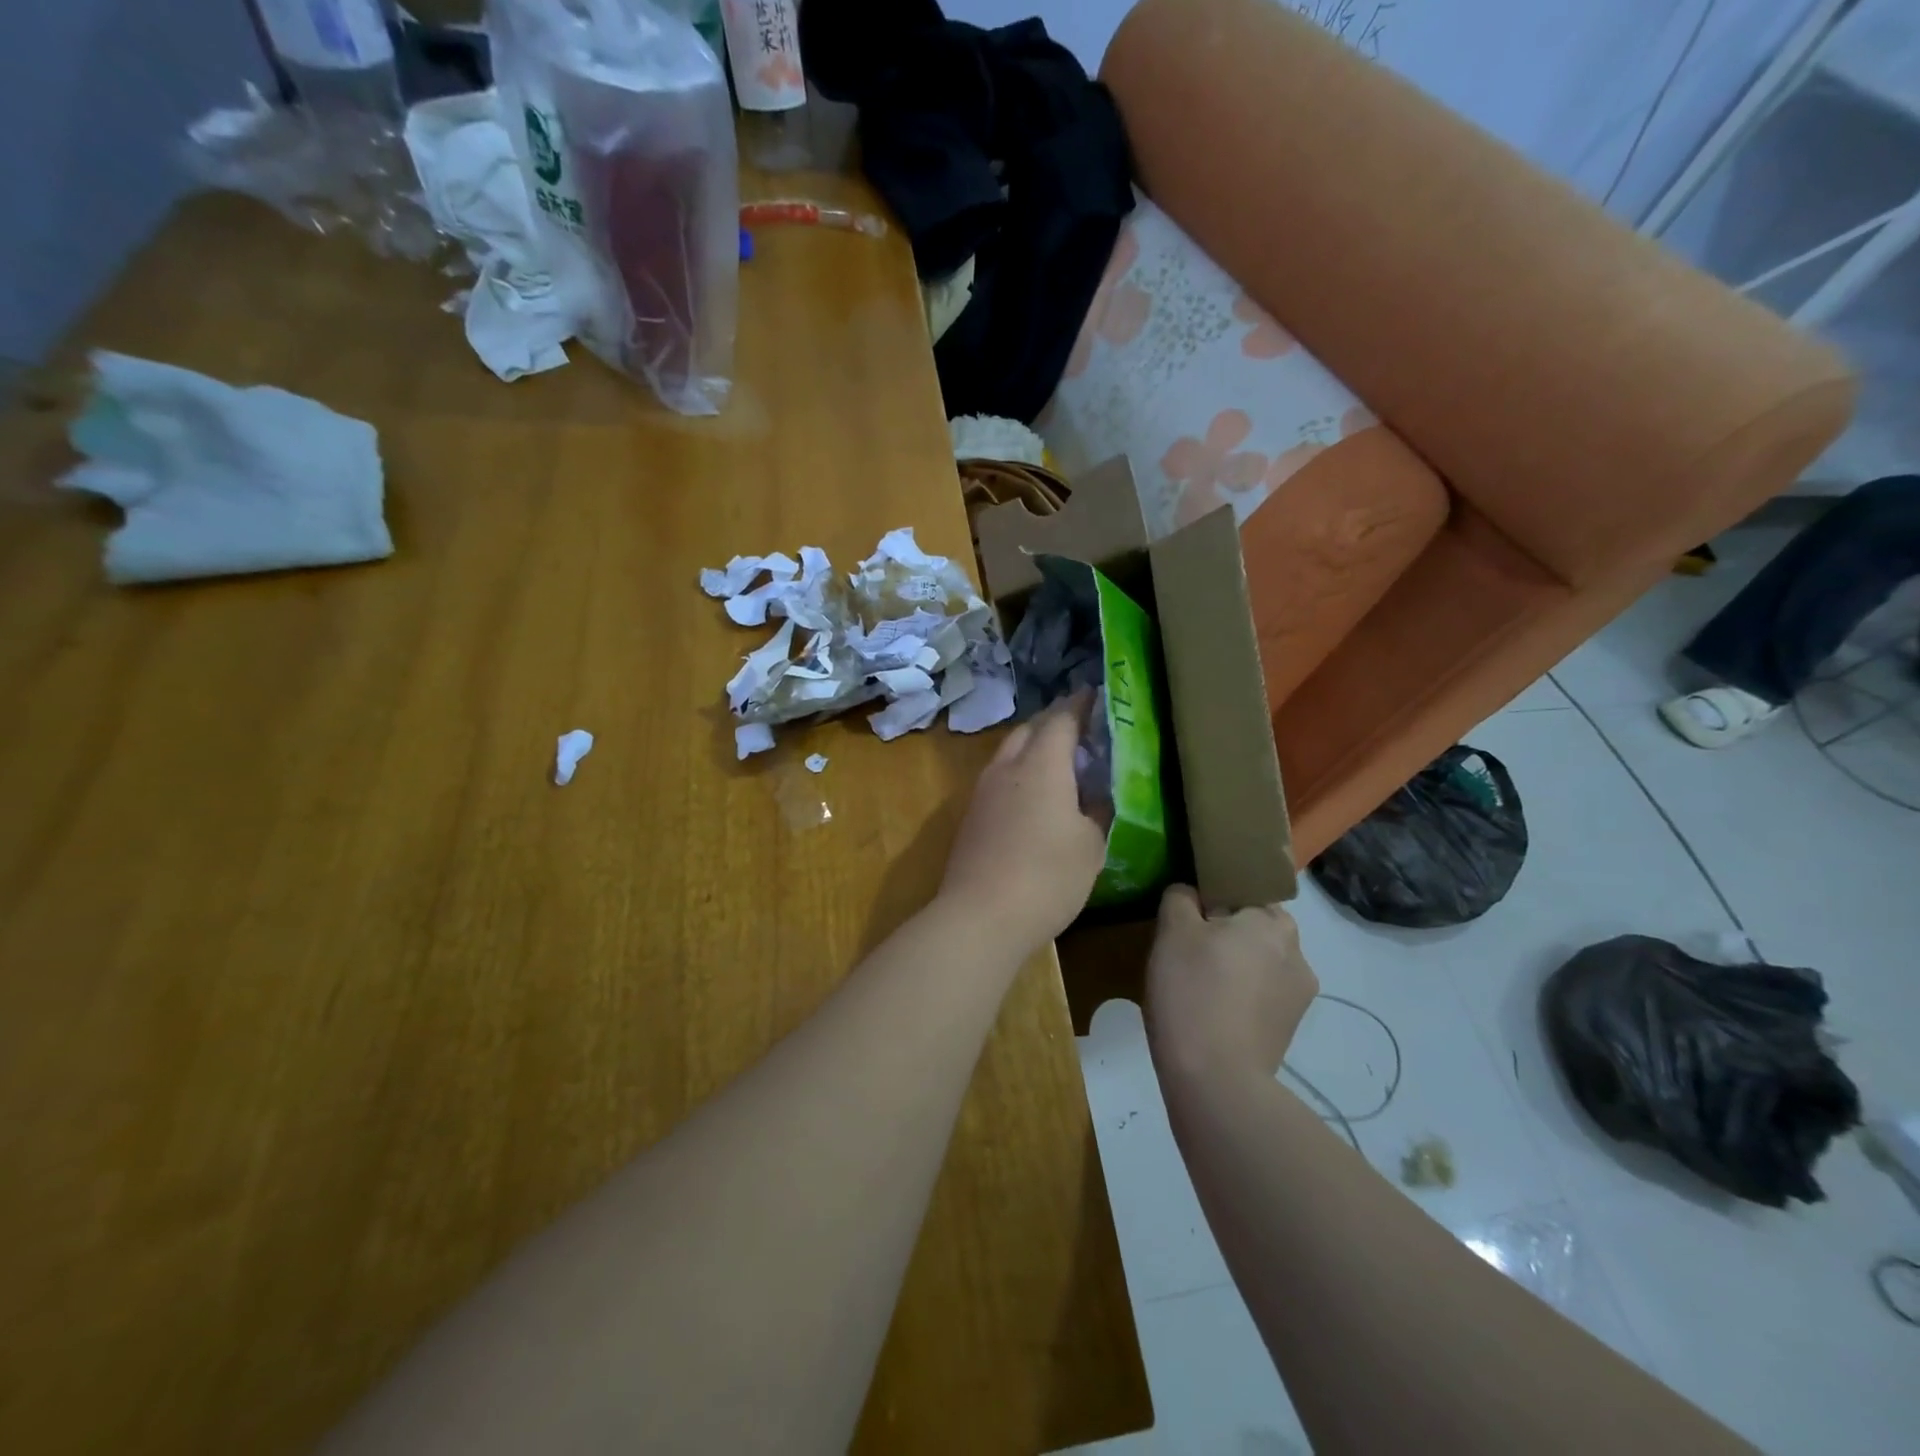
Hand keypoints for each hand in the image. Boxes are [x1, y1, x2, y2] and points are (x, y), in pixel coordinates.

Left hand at [939, 695, 1108, 951]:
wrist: (980, 916)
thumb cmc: (1047, 877)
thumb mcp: (1090, 846)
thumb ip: (1096, 812)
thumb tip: (1093, 797)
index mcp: (1042, 765)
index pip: (1061, 719)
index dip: (1080, 704)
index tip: (1095, 695)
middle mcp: (1008, 767)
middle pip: (1030, 729)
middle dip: (1054, 721)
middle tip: (1080, 728)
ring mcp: (983, 791)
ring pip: (1010, 752)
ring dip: (1033, 747)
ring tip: (1059, 760)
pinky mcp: (971, 815)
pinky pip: (999, 777)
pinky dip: (1020, 772)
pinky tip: (1034, 794)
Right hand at [1145, 885, 1317, 1083]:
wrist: (1215, 1078)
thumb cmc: (1192, 990)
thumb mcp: (1173, 930)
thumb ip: (1181, 898)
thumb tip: (1191, 894)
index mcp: (1272, 921)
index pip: (1243, 890)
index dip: (1212, 899)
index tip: (1188, 919)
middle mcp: (1298, 953)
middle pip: (1254, 928)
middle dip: (1226, 934)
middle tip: (1188, 951)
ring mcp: (1299, 996)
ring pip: (1259, 963)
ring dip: (1235, 966)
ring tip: (1198, 986)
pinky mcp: (1290, 1029)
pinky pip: (1261, 995)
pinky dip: (1241, 996)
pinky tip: (1212, 1012)